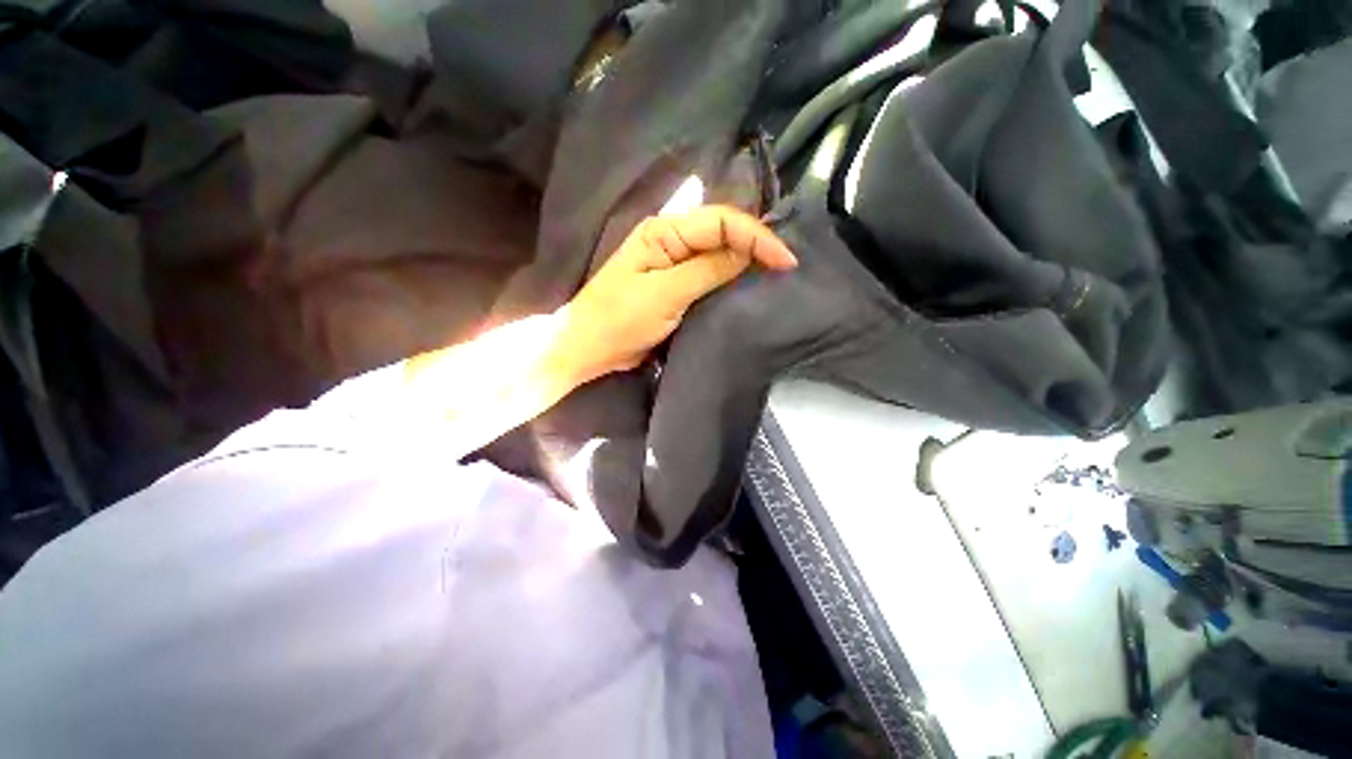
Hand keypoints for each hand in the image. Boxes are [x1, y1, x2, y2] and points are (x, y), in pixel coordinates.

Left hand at [555, 205, 796, 384]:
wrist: (590, 346)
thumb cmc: (620, 319)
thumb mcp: (664, 295)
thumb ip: (707, 270)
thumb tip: (748, 251)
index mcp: (664, 231)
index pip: (721, 221)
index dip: (757, 236)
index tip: (785, 262)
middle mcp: (672, 239)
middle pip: (723, 231)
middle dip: (757, 244)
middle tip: (786, 267)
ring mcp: (674, 262)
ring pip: (719, 251)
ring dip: (747, 259)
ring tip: (776, 274)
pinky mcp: (676, 284)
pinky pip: (711, 273)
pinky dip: (732, 276)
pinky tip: (748, 284)